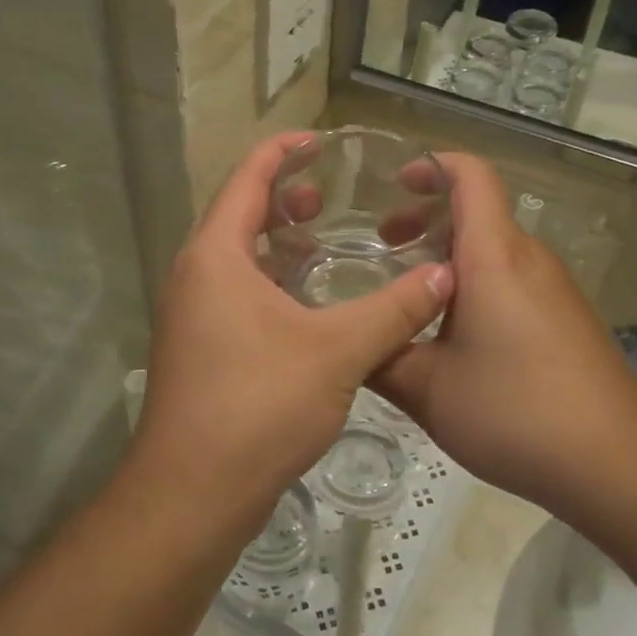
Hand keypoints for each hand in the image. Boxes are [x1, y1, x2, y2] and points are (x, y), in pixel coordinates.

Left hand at [129, 132, 452, 530]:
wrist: (191, 495)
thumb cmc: (257, 406)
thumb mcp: (338, 352)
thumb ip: (394, 310)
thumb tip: (445, 276)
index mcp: (216, 256)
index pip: (247, 179)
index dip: (282, 152)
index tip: (320, 140)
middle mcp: (196, 276)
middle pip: (239, 215)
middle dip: (283, 198)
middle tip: (330, 196)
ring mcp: (195, 316)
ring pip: (238, 260)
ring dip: (278, 245)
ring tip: (325, 242)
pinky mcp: (203, 350)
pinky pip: (239, 295)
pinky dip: (273, 283)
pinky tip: (312, 305)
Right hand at [370, 155, 636, 514]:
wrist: (615, 461)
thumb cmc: (514, 409)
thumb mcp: (427, 388)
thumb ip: (379, 357)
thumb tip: (348, 343)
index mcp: (494, 255)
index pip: (472, 176)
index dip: (434, 165)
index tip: (395, 183)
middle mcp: (528, 259)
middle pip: (479, 212)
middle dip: (427, 218)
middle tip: (385, 247)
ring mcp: (553, 289)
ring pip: (495, 249)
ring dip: (449, 256)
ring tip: (411, 296)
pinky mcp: (566, 319)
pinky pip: (513, 280)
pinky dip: (476, 283)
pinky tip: (454, 334)